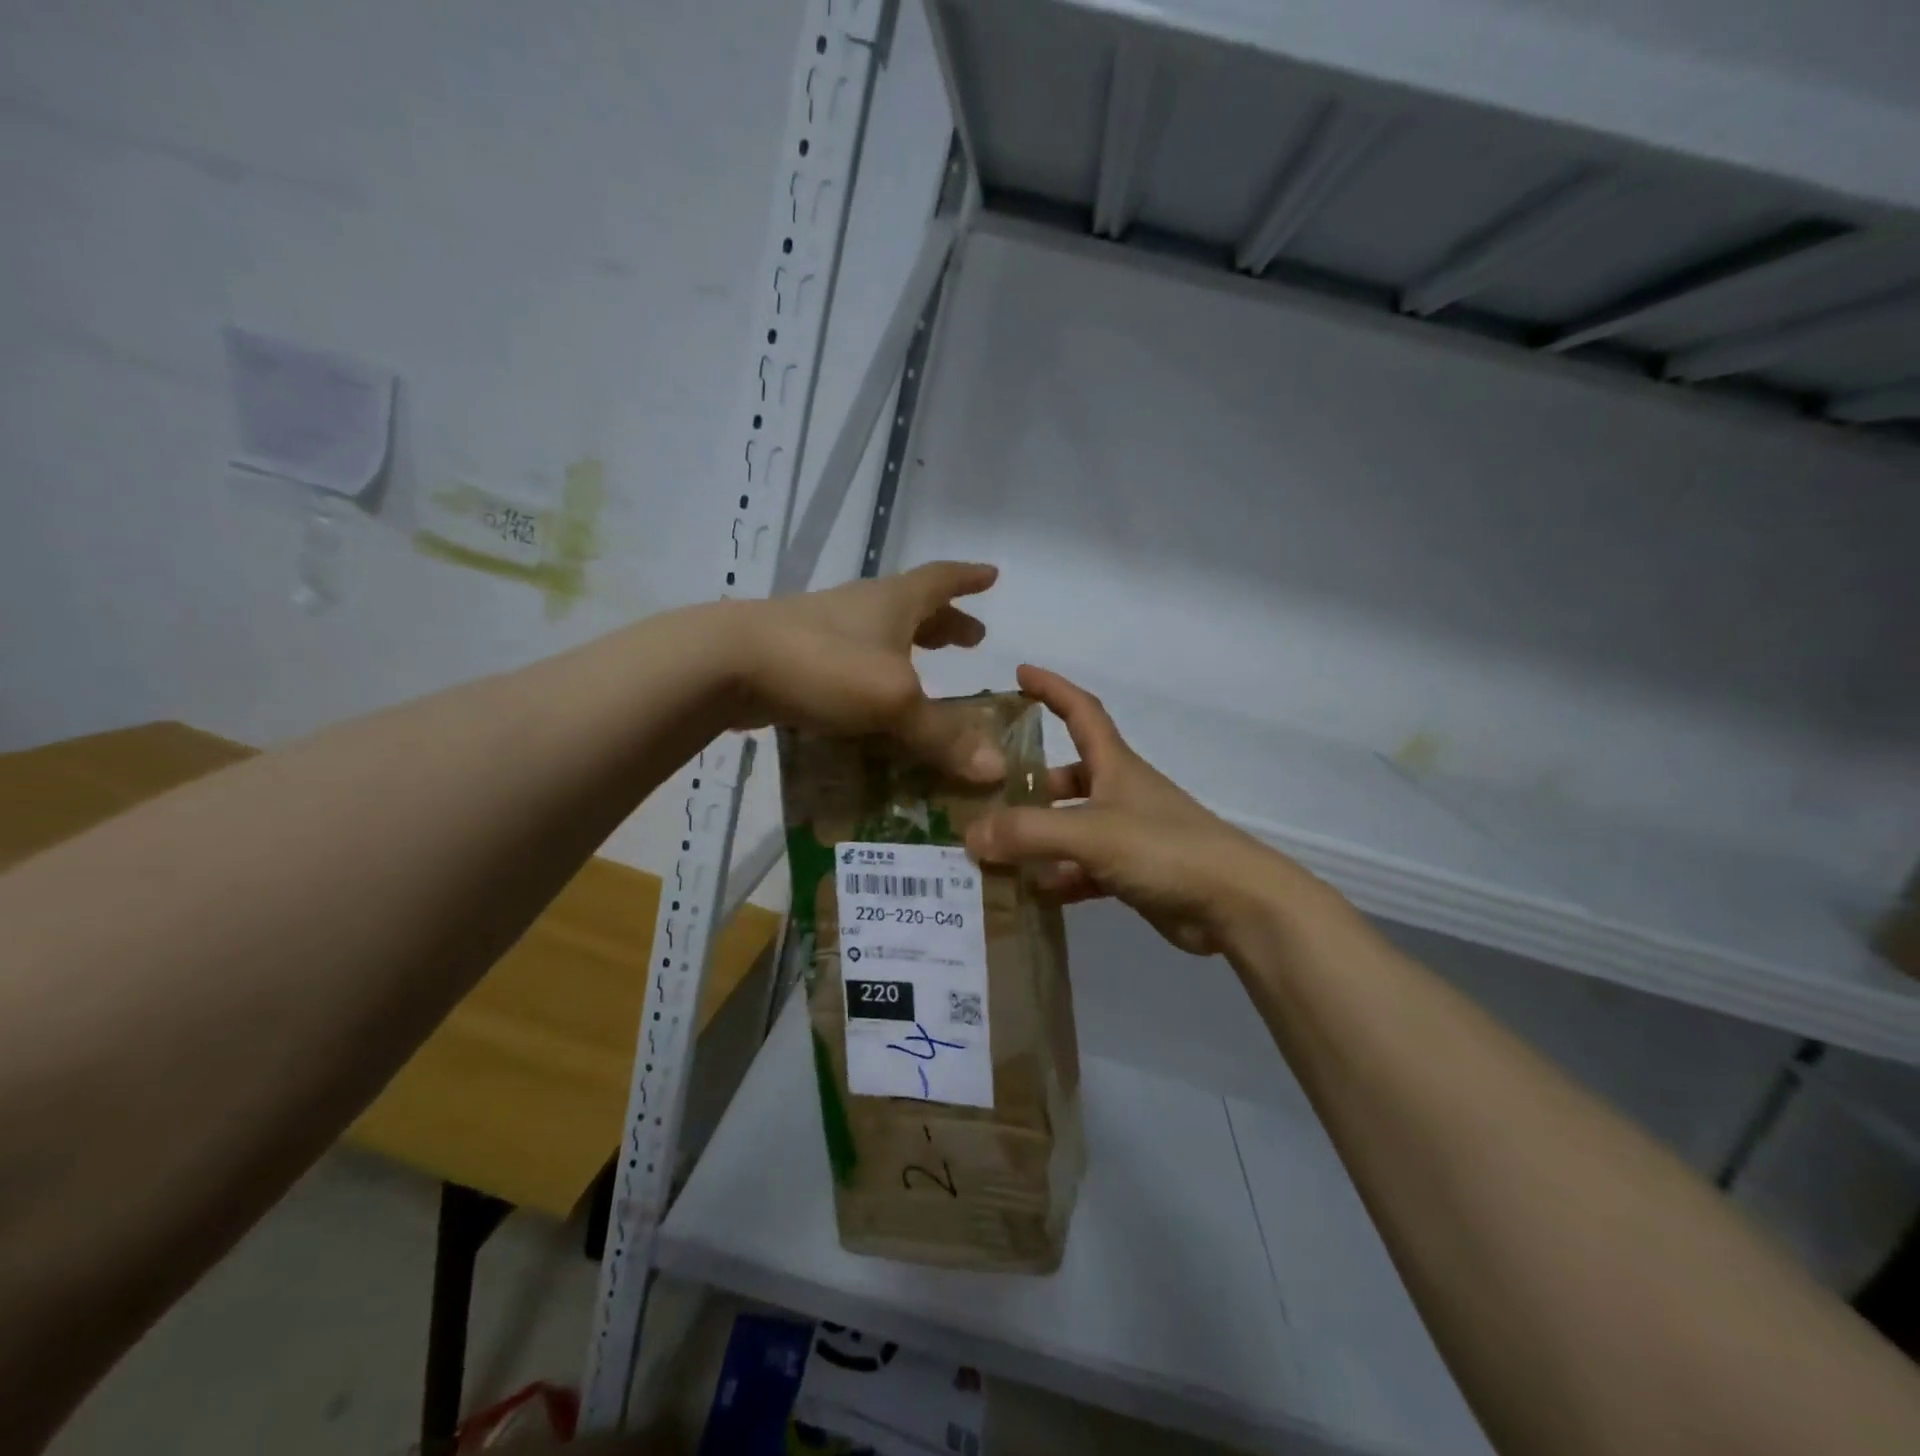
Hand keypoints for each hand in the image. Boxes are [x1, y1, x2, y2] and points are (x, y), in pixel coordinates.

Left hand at [723, 562, 1004, 781]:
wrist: (726, 664)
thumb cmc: (824, 665)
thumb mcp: (893, 700)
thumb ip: (943, 736)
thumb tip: (995, 769)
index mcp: (892, 602)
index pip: (941, 579)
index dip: (969, 579)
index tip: (991, 576)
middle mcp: (862, 609)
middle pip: (914, 608)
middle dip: (946, 622)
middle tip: (971, 639)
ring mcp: (826, 632)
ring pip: (881, 636)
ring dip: (910, 649)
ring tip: (929, 672)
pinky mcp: (800, 660)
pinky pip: (853, 665)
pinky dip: (875, 678)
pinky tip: (875, 707)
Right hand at [967, 665, 1329, 955]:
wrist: (1235, 904)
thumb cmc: (1165, 849)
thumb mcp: (1091, 833)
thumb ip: (1029, 832)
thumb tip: (970, 836)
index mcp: (1115, 766)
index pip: (1081, 712)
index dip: (1052, 689)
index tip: (1020, 673)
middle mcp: (1120, 793)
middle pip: (1069, 776)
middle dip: (1031, 781)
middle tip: (986, 795)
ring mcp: (1128, 835)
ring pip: (1072, 826)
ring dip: (1038, 836)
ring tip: (993, 850)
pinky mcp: (1133, 874)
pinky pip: (1084, 869)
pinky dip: (1058, 877)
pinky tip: (1030, 892)